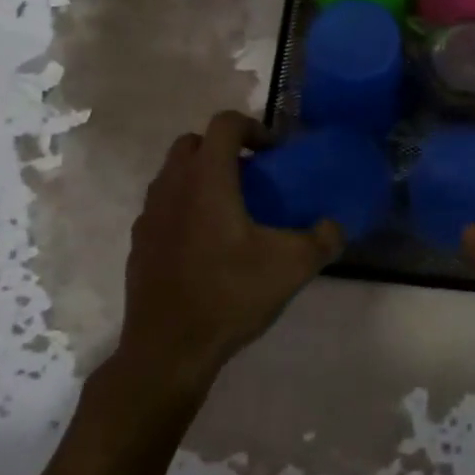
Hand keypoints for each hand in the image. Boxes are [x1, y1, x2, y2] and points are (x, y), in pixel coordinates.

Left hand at [111, 112, 340, 392]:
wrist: (168, 350)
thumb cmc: (229, 296)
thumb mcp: (291, 267)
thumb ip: (323, 240)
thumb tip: (336, 227)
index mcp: (207, 179)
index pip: (224, 123)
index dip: (252, 127)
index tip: (273, 152)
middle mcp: (172, 186)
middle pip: (192, 143)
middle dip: (222, 148)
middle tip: (251, 175)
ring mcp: (149, 215)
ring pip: (172, 174)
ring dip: (200, 177)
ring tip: (229, 209)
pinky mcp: (138, 243)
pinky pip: (161, 207)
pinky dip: (182, 207)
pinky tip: (204, 242)